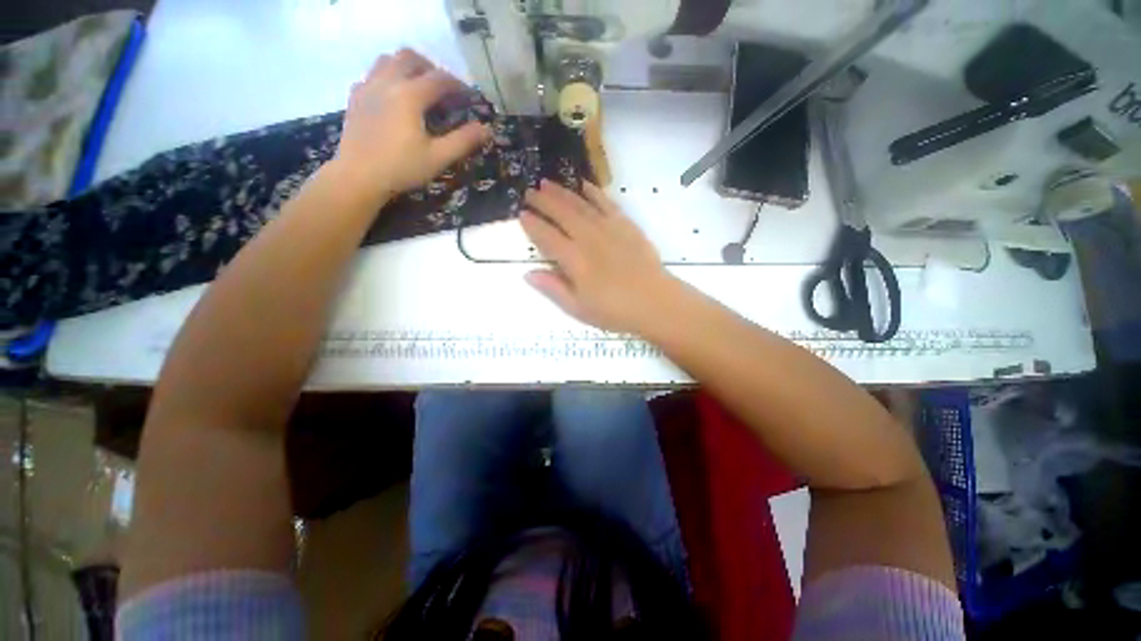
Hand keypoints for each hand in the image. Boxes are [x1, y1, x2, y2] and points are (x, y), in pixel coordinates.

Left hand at [332, 49, 490, 203]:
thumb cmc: (402, 168)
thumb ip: (463, 141)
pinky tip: (393, 97)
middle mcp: (387, 82)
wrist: (358, 176)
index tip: (469, 96)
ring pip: (388, 60)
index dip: (458, 84)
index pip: (439, 79)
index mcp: (409, 95)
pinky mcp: (355, 97)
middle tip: (443, 88)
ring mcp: (367, 87)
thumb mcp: (438, 158)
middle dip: (431, 68)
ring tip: (419, 87)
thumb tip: (487, 129)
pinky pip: (372, 74)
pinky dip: (388, 77)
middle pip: (410, 58)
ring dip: (407, 67)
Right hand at [521, 180, 680, 333]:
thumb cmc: (614, 311)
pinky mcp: (627, 226)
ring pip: (581, 205)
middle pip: (562, 214)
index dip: (533, 225)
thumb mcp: (578, 308)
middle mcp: (589, 239)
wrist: (655, 303)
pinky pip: (607, 203)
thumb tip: (528, 273)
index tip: (521, 214)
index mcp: (575, 260)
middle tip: (530, 192)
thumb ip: (553, 288)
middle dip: (543, 202)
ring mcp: (609, 229)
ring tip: (548, 183)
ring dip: (563, 192)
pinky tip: (584, 185)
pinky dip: (594, 193)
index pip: (547, 237)